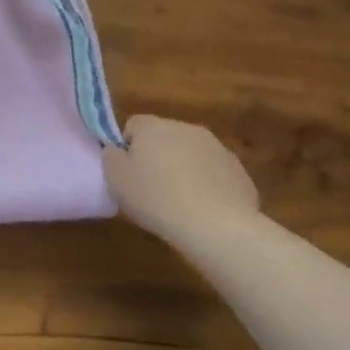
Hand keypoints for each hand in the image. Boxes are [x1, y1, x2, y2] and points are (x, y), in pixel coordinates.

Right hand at [102, 115, 259, 248]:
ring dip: (182, 169)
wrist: (216, 225)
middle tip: (149, 187)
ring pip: (190, 153)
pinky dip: (205, 184)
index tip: (127, 172)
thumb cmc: (156, 198)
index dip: (126, 147)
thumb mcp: (115, 179)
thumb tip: (117, 149)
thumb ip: (111, 156)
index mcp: (154, 127)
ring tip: (176, 201)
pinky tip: (201, 208)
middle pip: (164, 137)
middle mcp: (187, 129)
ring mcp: (218, 148)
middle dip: (156, 156)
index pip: (133, 124)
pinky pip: (212, 172)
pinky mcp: (238, 170)